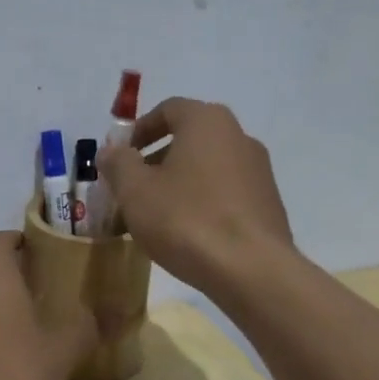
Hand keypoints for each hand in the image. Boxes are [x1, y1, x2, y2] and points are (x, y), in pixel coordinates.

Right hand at [97, 98, 293, 293]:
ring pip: (205, 170)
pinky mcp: (268, 204)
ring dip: (176, 186)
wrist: (251, 270)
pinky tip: (185, 234)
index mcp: (207, 122)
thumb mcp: (135, 190)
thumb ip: (118, 163)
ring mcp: (258, 171)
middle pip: (187, 140)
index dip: (139, 130)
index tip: (120, 157)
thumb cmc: (186, 219)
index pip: (168, 109)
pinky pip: (224, 194)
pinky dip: (201, 204)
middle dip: (154, 163)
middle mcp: (238, 137)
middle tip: (131, 191)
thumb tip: (110, 151)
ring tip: (153, 219)